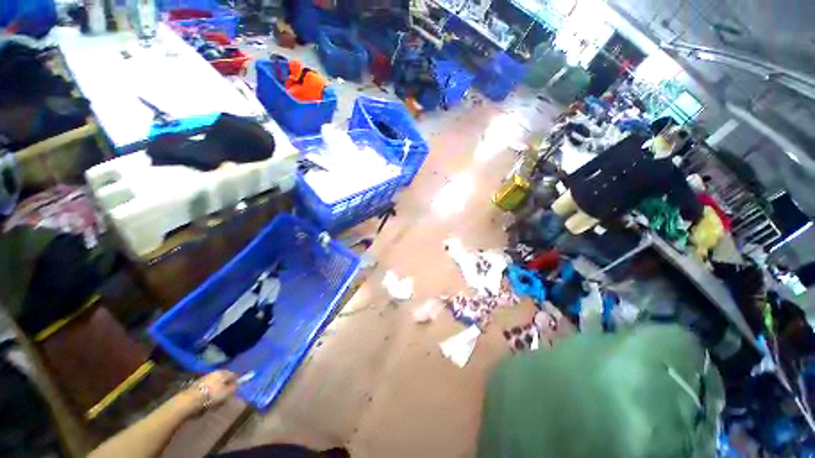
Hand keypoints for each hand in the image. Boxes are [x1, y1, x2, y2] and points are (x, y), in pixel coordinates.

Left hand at [182, 371, 237, 414]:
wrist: (189, 401)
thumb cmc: (211, 396)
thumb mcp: (226, 394)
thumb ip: (233, 388)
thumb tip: (237, 385)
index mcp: (222, 373)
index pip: (233, 374)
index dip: (236, 380)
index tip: (237, 388)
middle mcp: (214, 373)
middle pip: (223, 378)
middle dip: (226, 384)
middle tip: (227, 394)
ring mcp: (204, 378)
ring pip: (215, 383)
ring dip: (217, 388)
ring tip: (217, 398)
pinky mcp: (196, 385)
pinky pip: (207, 387)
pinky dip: (209, 392)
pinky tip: (208, 399)